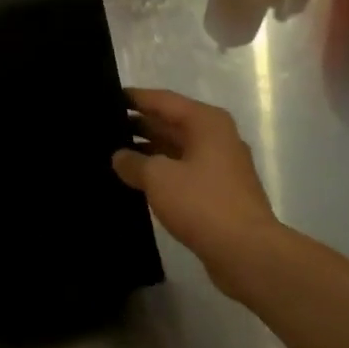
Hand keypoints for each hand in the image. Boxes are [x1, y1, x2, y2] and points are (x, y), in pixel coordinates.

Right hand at [112, 88, 279, 290]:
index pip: (164, 100)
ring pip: (177, 150)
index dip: (135, 98)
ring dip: (149, 151)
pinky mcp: (219, 193)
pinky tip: (137, 181)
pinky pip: (183, 173)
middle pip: (172, 123)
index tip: (106, 97)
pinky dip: (161, 173)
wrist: (246, 250)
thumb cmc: (202, 203)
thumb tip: (119, 156)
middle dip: (140, 125)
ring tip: (112, 154)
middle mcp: (217, 137)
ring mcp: (220, 166)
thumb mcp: (159, 178)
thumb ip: (134, 162)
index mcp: (206, 122)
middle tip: (102, 128)